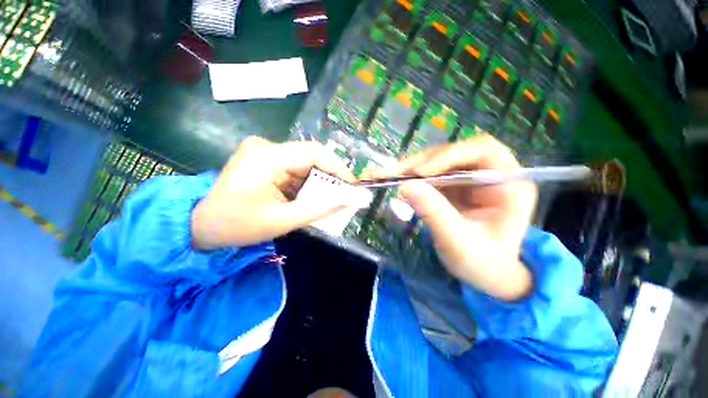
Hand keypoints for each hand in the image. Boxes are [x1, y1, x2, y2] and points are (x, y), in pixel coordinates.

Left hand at [191, 136, 357, 249]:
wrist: (200, 225)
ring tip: (325, 199)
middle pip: (310, 157)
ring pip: (303, 163)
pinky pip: (293, 167)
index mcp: (267, 157)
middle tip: (341, 196)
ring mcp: (263, 150)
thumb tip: (354, 199)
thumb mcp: (285, 220)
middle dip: (329, 177)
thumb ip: (322, 208)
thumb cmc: (239, 226)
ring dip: (317, 181)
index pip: (315, 153)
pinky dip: (304, 182)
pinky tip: (305, 196)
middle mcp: (266, 146)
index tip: (353, 186)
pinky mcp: (263, 158)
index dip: (338, 168)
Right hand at [385, 135, 537, 300]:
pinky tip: (392, 182)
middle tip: (391, 174)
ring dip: (409, 169)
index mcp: (508, 183)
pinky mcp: (451, 186)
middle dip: (419, 163)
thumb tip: (404, 186)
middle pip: (451, 154)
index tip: (420, 172)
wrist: (486, 273)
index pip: (482, 150)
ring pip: (435, 162)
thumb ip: (434, 212)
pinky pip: (427, 176)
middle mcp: (488, 173)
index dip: (449, 155)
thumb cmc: (483, 263)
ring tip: (384, 176)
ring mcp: (467, 179)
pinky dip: (408, 178)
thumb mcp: (459, 242)